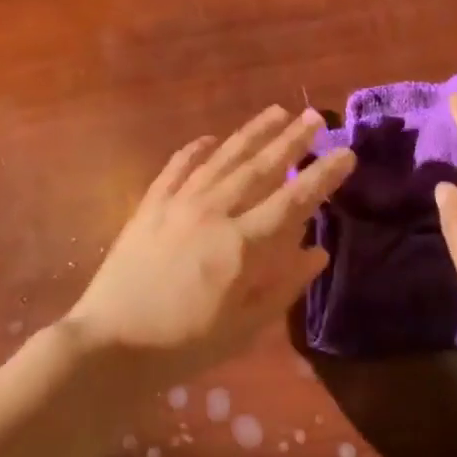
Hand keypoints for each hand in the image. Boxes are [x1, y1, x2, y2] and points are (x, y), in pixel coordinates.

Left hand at [65, 106, 356, 378]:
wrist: (110, 343)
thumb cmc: (184, 344)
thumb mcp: (244, 327)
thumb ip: (284, 286)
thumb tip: (318, 252)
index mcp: (242, 244)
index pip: (293, 201)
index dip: (323, 176)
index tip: (346, 153)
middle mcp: (214, 212)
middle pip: (260, 168)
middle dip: (291, 140)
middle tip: (314, 116)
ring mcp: (178, 203)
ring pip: (223, 158)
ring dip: (252, 134)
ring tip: (276, 112)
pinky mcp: (150, 205)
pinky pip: (177, 168)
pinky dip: (195, 150)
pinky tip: (208, 139)